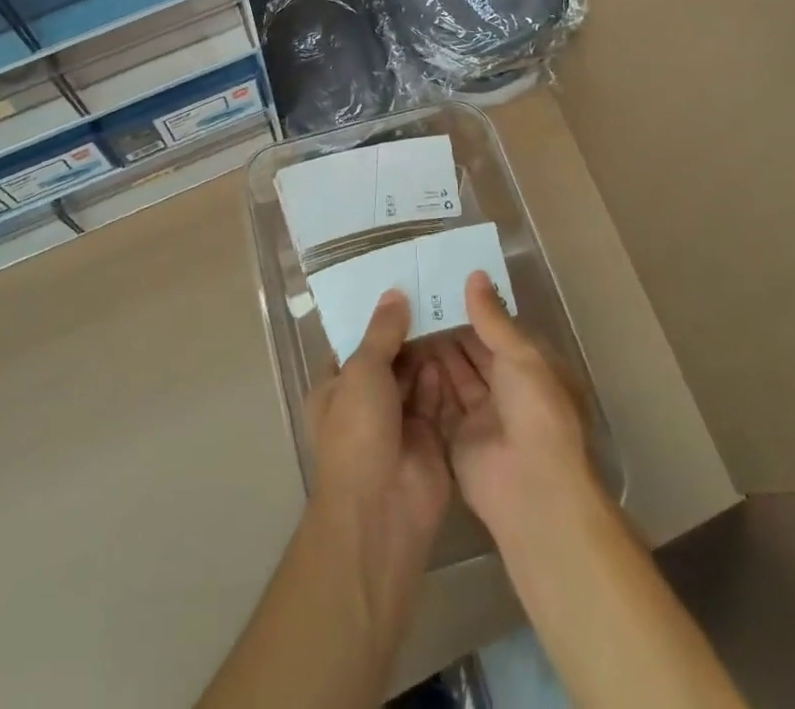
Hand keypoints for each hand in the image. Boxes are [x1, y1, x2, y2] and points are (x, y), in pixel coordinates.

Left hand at [306, 291, 451, 586]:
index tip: (398, 283)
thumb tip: (394, 293)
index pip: (353, 342)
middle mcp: (365, 402)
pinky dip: (443, 376)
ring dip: (427, 349)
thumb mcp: (362, 371)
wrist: (383, 510)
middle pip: (388, 357)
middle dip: (407, 331)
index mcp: (336, 387)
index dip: (373, 316)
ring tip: (449, 307)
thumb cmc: (358, 431)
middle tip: (433, 289)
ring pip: (414, 376)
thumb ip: (381, 332)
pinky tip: (458, 344)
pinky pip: (436, 399)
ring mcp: (397, 421)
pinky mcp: (428, 438)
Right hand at [429, 271, 599, 543]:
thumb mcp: (520, 355)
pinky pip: (439, 401)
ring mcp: (482, 415)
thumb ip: (492, 318)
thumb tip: (475, 275)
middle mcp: (507, 389)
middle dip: (448, 327)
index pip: (498, 330)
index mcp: (531, 368)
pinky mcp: (458, 437)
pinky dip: (425, 380)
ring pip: (454, 374)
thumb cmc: (536, 412)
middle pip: (473, 351)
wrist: (533, 490)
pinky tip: (400, 353)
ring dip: (434, 350)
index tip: (442, 282)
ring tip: (403, 317)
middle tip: (413, 296)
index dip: (473, 308)